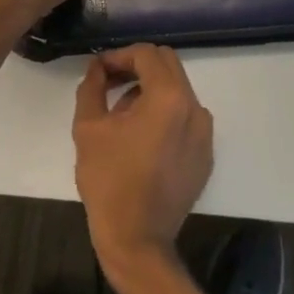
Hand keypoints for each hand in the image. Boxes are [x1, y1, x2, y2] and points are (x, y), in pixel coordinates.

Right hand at [73, 45, 213, 275]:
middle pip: (168, 66)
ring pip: (178, 91)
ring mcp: (205, 132)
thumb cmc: (109, 181)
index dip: (120, 55)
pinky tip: (142, 138)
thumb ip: (92, 87)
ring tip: (122, 114)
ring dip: (151, 90)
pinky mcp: (205, 154)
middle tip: (110, 83)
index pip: (147, 54)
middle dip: (137, 67)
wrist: (137, 239)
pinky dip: (165, 114)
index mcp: (169, 98)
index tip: (99, 70)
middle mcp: (195, 108)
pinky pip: (186, 118)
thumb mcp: (88, 128)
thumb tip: (98, 68)